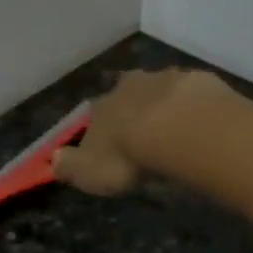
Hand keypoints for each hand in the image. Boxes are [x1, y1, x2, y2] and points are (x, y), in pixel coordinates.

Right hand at [51, 69, 230, 195]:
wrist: (177, 130)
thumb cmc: (127, 157)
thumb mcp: (88, 172)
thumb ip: (70, 166)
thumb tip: (53, 160)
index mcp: (102, 108)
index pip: (94, 116)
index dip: (100, 130)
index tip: (108, 145)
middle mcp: (130, 87)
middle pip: (127, 95)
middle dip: (132, 110)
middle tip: (143, 133)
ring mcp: (166, 80)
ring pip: (160, 90)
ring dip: (163, 106)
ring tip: (173, 130)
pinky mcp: (198, 83)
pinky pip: (192, 95)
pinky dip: (192, 106)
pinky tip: (199, 124)